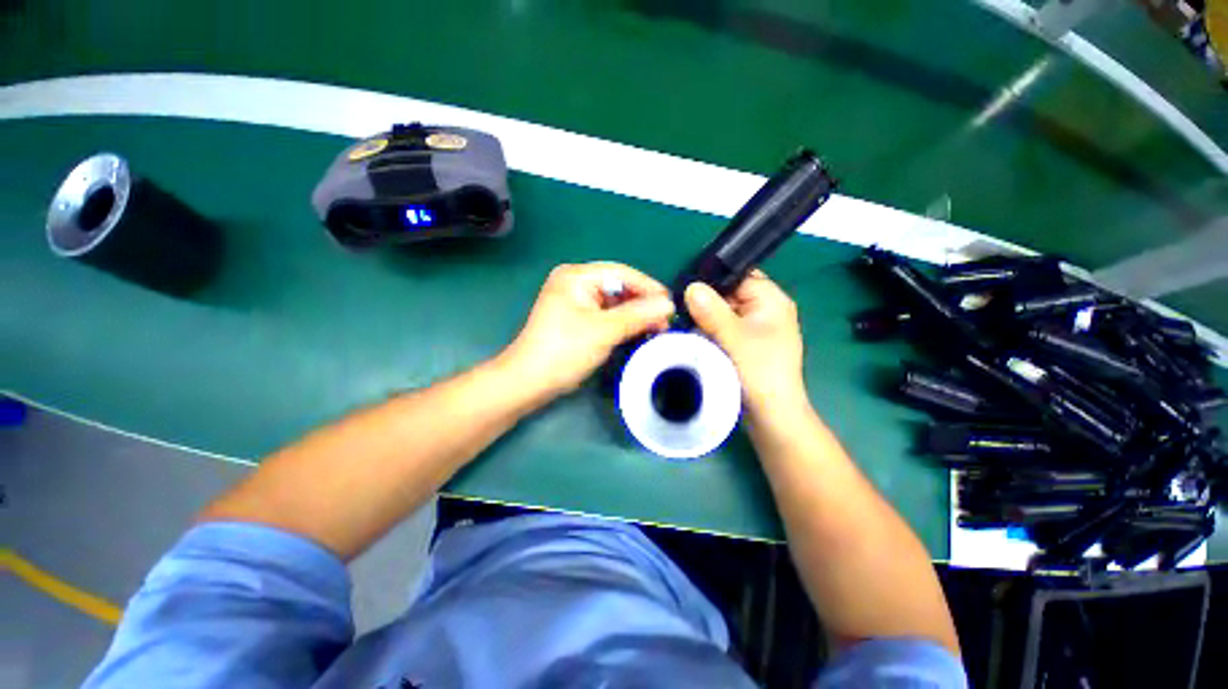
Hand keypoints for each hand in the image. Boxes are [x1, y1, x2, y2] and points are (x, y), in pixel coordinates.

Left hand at [501, 262, 674, 402]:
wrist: (529, 382)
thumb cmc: (565, 351)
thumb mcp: (604, 331)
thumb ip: (638, 315)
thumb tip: (669, 304)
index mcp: (576, 276)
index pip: (621, 273)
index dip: (648, 287)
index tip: (671, 304)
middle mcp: (575, 283)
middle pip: (618, 287)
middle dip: (642, 303)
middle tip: (666, 320)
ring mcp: (574, 301)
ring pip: (614, 303)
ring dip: (634, 315)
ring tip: (657, 328)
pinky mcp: (576, 319)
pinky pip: (606, 315)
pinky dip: (622, 323)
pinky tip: (638, 332)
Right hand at [684, 271, 805, 412]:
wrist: (770, 415)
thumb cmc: (760, 372)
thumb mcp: (735, 338)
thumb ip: (713, 311)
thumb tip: (691, 287)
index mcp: (771, 300)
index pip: (739, 275)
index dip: (713, 278)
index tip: (685, 286)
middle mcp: (764, 309)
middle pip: (728, 293)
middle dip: (704, 300)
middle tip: (678, 306)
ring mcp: (753, 327)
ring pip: (721, 311)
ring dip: (703, 317)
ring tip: (681, 320)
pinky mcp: (743, 343)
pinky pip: (721, 327)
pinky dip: (707, 330)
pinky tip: (691, 334)